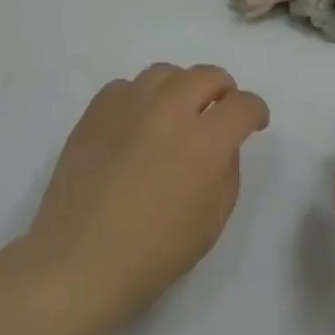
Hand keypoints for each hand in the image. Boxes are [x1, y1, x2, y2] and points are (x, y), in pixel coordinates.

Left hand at [21, 64, 268, 334]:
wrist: (79, 261)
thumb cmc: (154, 254)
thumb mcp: (212, 221)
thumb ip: (226, 171)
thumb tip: (221, 143)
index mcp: (205, 142)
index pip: (243, 105)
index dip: (255, 111)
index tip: (253, 123)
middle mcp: (169, 111)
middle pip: (207, 75)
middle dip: (223, 90)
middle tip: (219, 111)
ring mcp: (128, 105)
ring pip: (166, 73)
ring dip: (181, 88)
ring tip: (177, 112)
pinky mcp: (96, 110)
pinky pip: (127, 86)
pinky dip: (141, 97)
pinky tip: (138, 124)